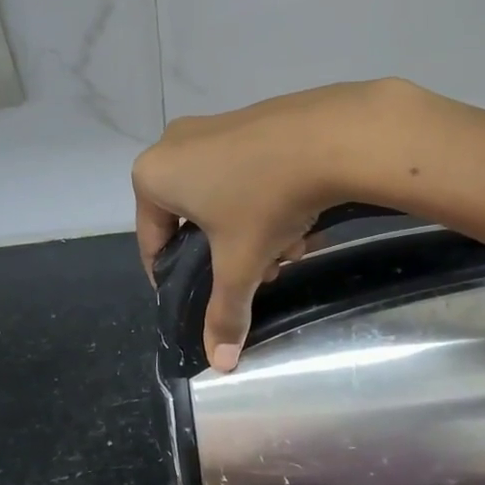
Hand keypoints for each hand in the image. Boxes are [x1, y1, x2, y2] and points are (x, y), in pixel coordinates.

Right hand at [133, 80, 410, 369]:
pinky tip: (301, 216)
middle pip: (193, 221)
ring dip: (251, 232)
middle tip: (259, 273)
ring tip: (289, 249)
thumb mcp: (241, 264)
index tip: (200, 299)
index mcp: (153, 176)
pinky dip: (266, 200)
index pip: (152, 242)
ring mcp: (214, 126)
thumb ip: (224, 313)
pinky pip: (246, 173)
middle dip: (226, 254)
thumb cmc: (265, 200)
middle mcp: (174, 144)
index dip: (174, 278)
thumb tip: (220, 364)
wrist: (332, 136)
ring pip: (224, 198)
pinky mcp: (251, 120)